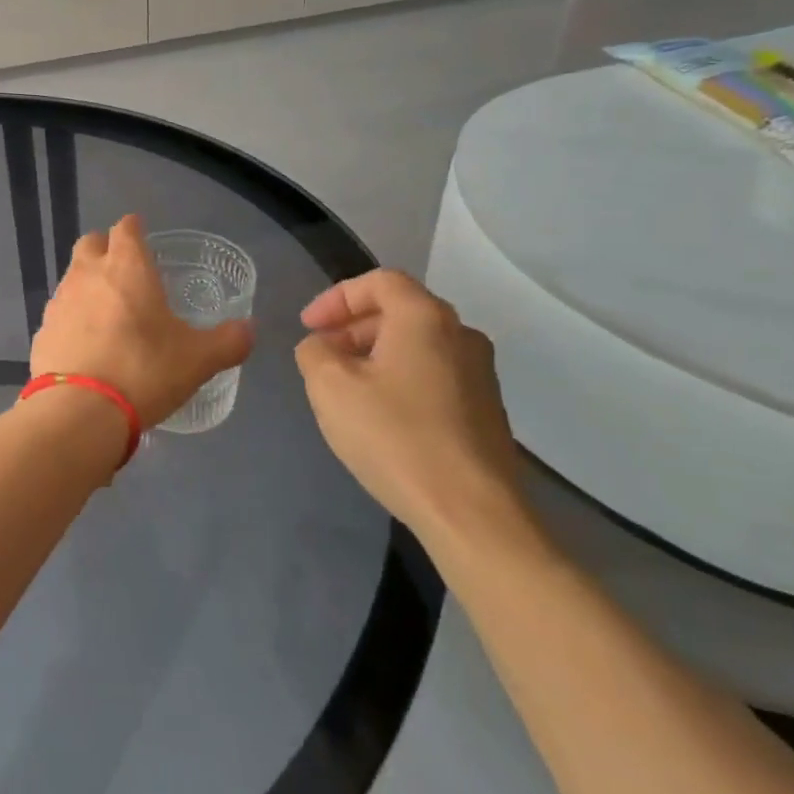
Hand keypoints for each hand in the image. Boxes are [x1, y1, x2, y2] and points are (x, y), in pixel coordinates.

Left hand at [32, 214, 253, 429]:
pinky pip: (59, 315)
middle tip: (124, 270)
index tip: (142, 235)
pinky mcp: (41, 333)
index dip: (134, 228)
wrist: (80, 412)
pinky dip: (72, 320)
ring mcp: (59, 303)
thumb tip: (249, 330)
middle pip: (91, 243)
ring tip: (107, 312)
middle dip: (105, 248)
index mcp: (127, 268)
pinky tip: (86, 345)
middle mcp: (88, 274)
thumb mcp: (199, 360)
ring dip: (88, 285)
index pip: (126, 228)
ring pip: (72, 278)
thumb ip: (228, 341)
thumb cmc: (144, 371)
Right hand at [294, 270, 528, 555]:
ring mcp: (479, 373)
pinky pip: (433, 374)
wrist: (471, 512)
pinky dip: (399, 378)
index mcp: (425, 318)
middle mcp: (460, 335)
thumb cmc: (395, 437)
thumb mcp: (330, 387)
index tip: (308, 326)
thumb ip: (315, 352)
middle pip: (400, 310)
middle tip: (322, 354)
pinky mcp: (485, 409)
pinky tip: (380, 415)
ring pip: (417, 344)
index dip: (337, 297)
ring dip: (375, 353)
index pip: (379, 281)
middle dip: (353, 326)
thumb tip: (321, 347)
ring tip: (344, 386)